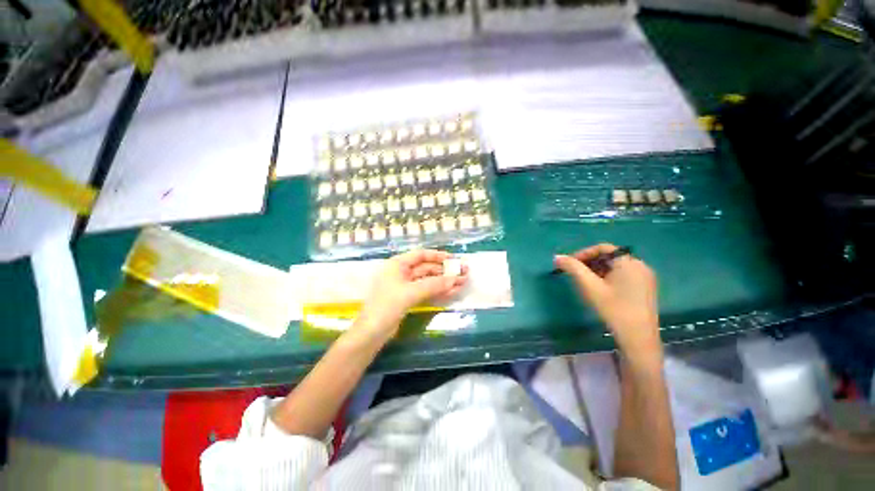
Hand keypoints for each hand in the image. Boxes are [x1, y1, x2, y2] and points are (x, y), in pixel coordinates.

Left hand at [354, 249, 467, 341]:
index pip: (421, 255)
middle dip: (445, 271)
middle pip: (427, 268)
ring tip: (462, 283)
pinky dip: (439, 291)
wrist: (371, 333)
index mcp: (398, 264)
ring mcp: (406, 286)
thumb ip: (434, 285)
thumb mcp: (410, 293)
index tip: (453, 259)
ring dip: (444, 282)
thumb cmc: (387, 306)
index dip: (438, 256)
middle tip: (463, 273)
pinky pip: (427, 291)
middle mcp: (402, 272)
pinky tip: (452, 292)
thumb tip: (455, 280)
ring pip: (429, 281)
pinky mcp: (409, 299)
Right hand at [554, 244, 660, 355]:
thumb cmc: (613, 309)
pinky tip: (601, 290)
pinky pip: (623, 275)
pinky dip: (609, 278)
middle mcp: (640, 266)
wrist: (638, 338)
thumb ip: (573, 268)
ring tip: (586, 283)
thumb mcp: (590, 287)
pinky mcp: (646, 289)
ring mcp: (645, 278)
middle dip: (590, 263)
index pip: (602, 248)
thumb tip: (557, 256)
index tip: (570, 264)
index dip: (583, 253)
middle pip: (609, 257)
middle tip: (576, 275)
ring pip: (615, 267)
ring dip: (598, 271)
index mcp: (629, 262)